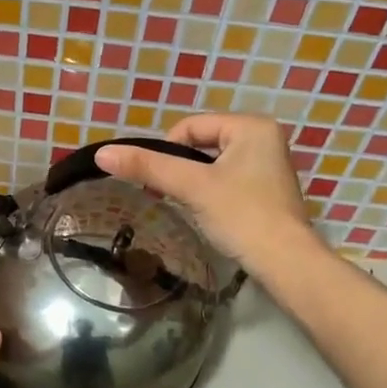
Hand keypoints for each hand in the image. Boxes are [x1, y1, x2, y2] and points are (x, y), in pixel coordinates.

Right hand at [95, 115, 314, 269]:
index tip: (156, 183)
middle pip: (202, 144)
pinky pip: (228, 180)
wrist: (285, 262)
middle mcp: (264, 137)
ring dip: (194, 183)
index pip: (190, 127)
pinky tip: (210, 214)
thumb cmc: (241, 216)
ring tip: (188, 206)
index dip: (166, 151)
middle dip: (181, 169)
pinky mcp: (267, 190)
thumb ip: (148, 167)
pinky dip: (211, 193)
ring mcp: (269, 165)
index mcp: (251, 125)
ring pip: (213, 165)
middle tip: (168, 196)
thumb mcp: (192, 187)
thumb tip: (101, 153)